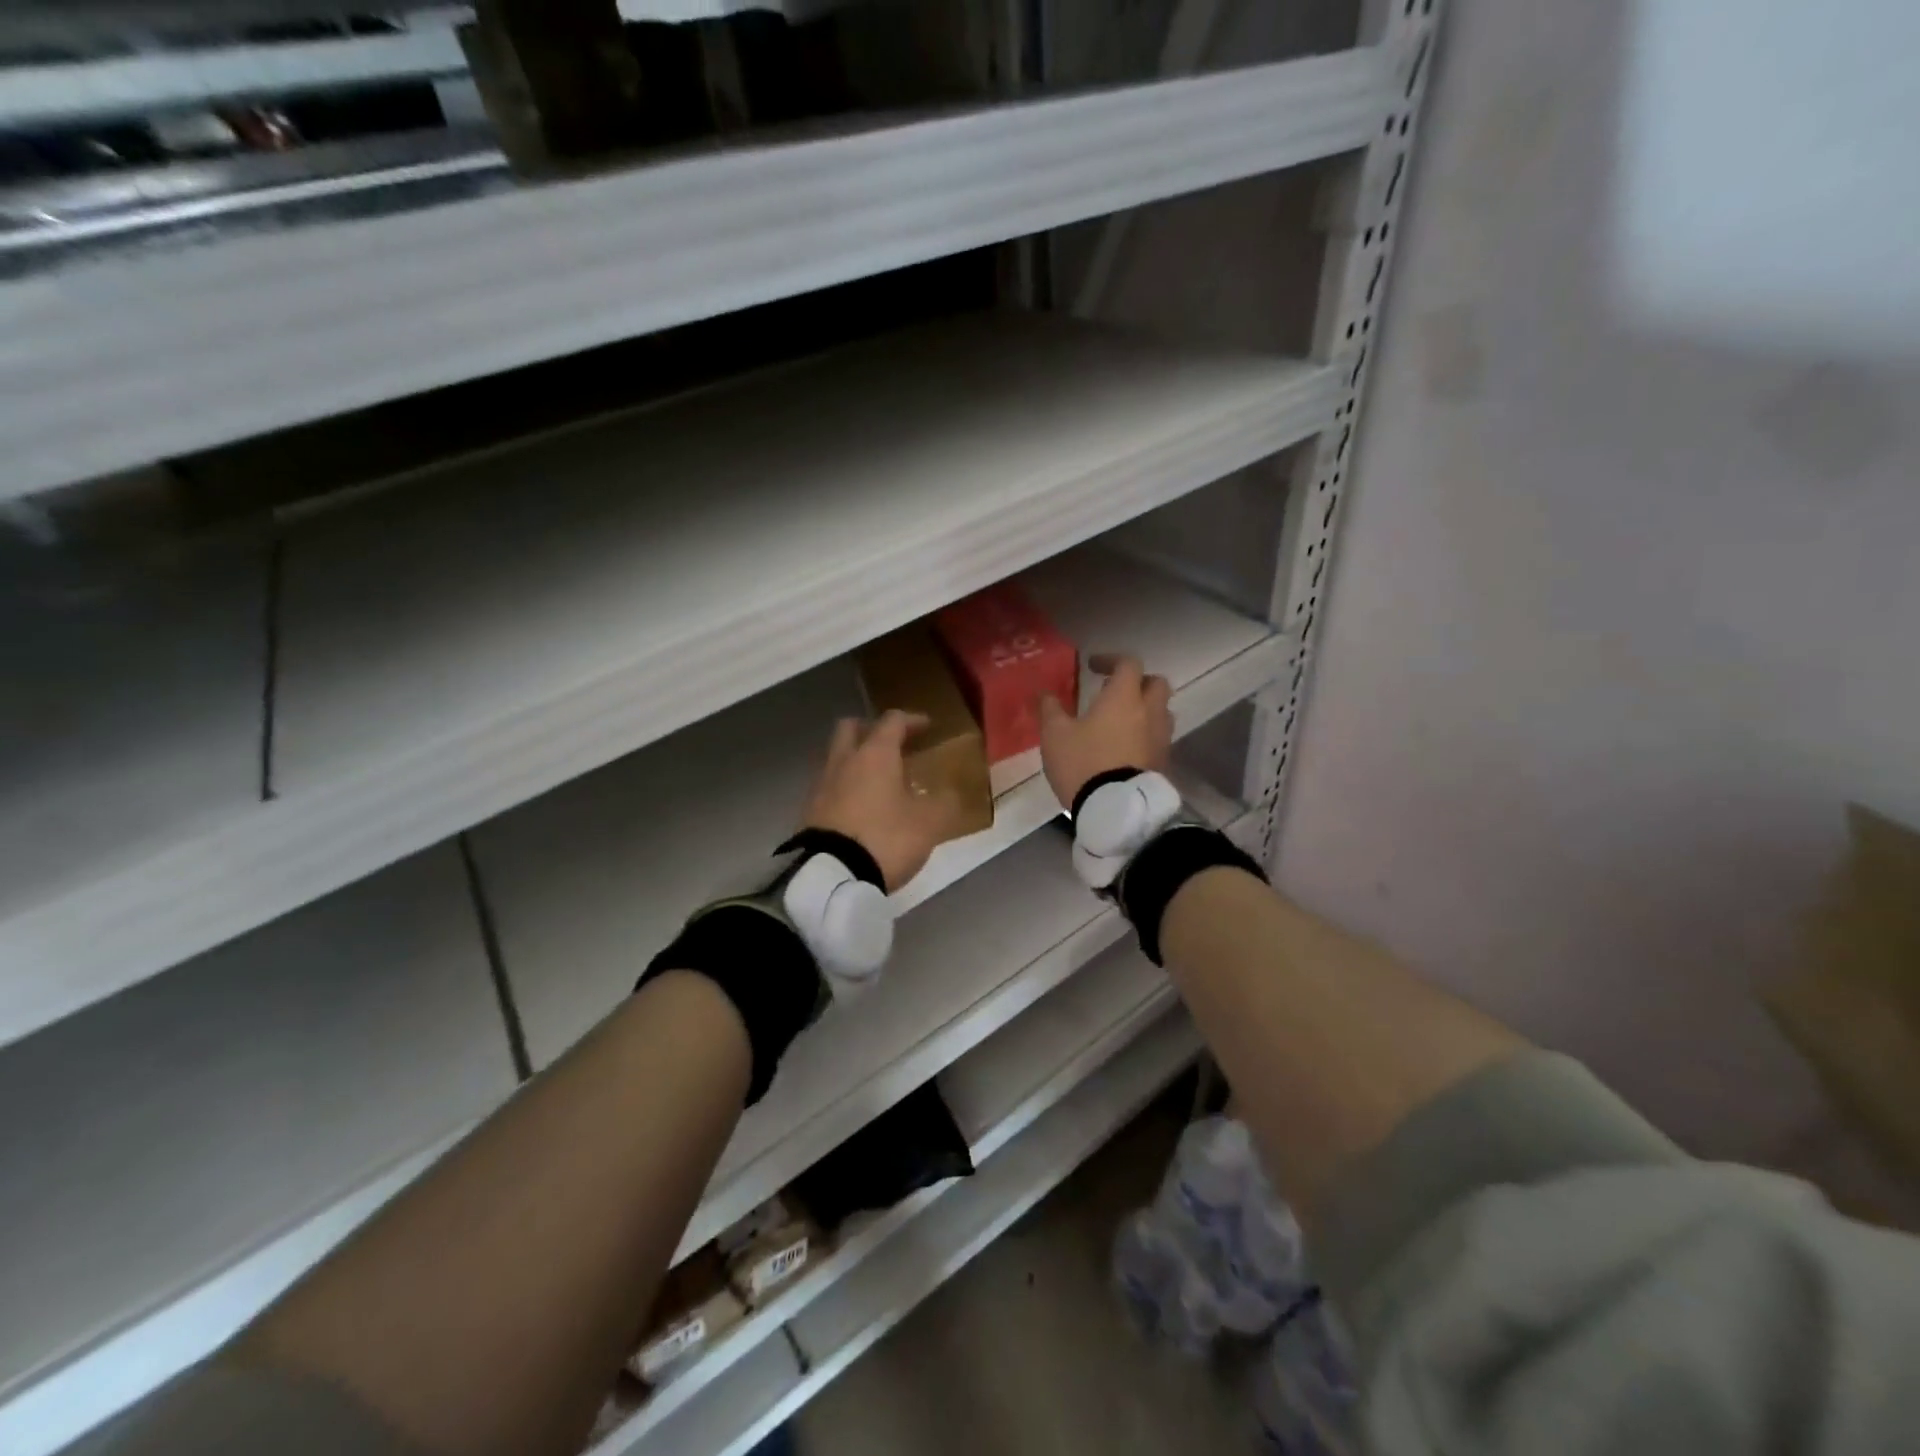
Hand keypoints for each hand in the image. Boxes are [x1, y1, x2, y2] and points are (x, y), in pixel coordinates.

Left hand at [802, 711, 959, 892]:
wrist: (830, 875)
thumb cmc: (885, 838)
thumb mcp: (929, 823)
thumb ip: (944, 803)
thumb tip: (950, 794)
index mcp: (875, 754)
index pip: (893, 721)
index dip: (912, 720)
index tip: (927, 727)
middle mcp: (844, 760)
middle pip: (851, 728)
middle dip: (871, 730)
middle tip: (892, 745)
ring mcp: (821, 785)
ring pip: (836, 757)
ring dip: (855, 760)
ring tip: (878, 781)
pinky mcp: (809, 811)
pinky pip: (828, 786)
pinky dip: (845, 787)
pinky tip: (860, 807)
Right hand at [1039, 654, 1171, 808]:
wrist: (1114, 808)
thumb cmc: (1083, 762)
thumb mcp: (1055, 734)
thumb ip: (1050, 708)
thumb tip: (1044, 692)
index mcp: (1124, 697)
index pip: (1129, 663)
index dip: (1111, 660)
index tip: (1093, 667)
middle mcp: (1149, 711)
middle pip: (1156, 684)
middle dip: (1137, 682)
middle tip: (1114, 692)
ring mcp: (1161, 738)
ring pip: (1162, 711)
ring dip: (1145, 709)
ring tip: (1121, 721)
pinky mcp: (1163, 762)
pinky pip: (1159, 737)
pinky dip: (1145, 734)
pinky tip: (1125, 747)